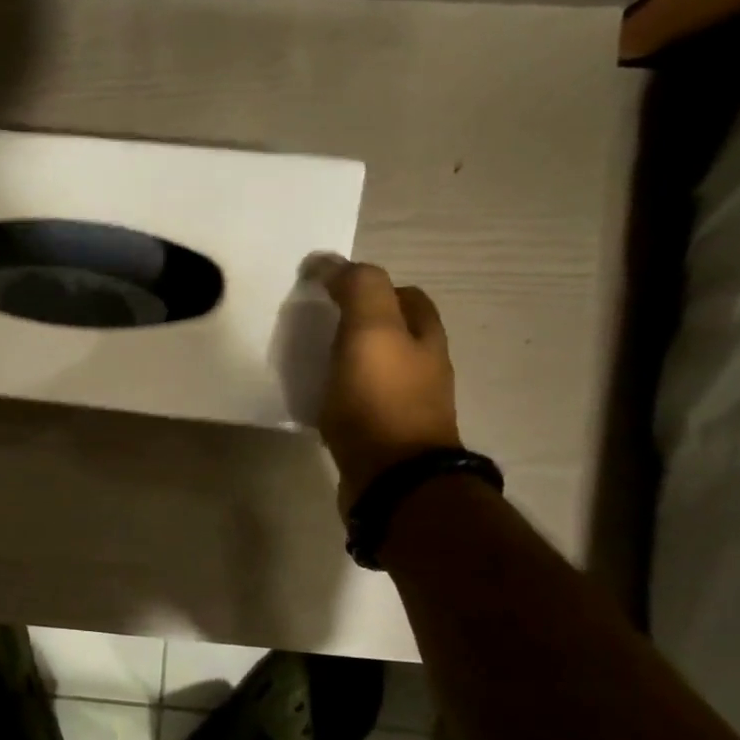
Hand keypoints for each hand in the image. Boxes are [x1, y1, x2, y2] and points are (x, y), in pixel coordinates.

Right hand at [312, 257, 461, 501]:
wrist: (392, 479)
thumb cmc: (381, 399)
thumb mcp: (371, 330)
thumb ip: (357, 288)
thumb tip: (331, 260)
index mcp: (425, 338)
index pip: (406, 296)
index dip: (373, 286)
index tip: (333, 289)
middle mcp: (424, 368)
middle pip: (395, 333)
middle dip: (363, 323)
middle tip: (320, 323)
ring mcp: (406, 406)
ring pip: (378, 368)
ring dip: (351, 360)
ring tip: (314, 359)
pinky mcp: (383, 437)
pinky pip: (362, 403)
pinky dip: (343, 394)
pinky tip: (319, 400)